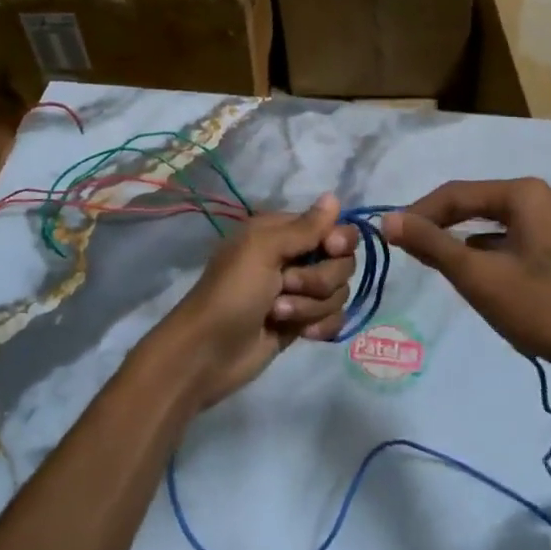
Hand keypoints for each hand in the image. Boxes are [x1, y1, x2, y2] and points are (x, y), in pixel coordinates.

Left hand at [155, 194, 356, 410]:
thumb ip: (304, 227)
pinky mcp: (302, 322)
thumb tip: (334, 196)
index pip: (333, 227)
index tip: (331, 248)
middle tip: (286, 285)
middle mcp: (294, 257)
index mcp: (282, 232)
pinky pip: (334, 318)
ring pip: (338, 292)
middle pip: (342, 262)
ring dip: (310, 306)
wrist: (208, 352)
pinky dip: (320, 326)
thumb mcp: (263, 250)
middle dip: (319, 279)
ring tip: (278, 314)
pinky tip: (302, 334)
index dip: (338, 239)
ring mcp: (300, 292)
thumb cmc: (232, 292)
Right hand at [383, 179, 550, 372]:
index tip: (390, 236)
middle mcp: (540, 198)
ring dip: (460, 240)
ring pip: (491, 223)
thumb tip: (387, 220)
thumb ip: (431, 244)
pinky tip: (473, 274)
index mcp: (523, 193)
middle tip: (407, 248)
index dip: (419, 213)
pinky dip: (485, 252)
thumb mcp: (477, 276)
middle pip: (474, 204)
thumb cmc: (540, 308)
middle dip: (439, 225)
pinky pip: (509, 239)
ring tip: (433, 262)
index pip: (456, 193)